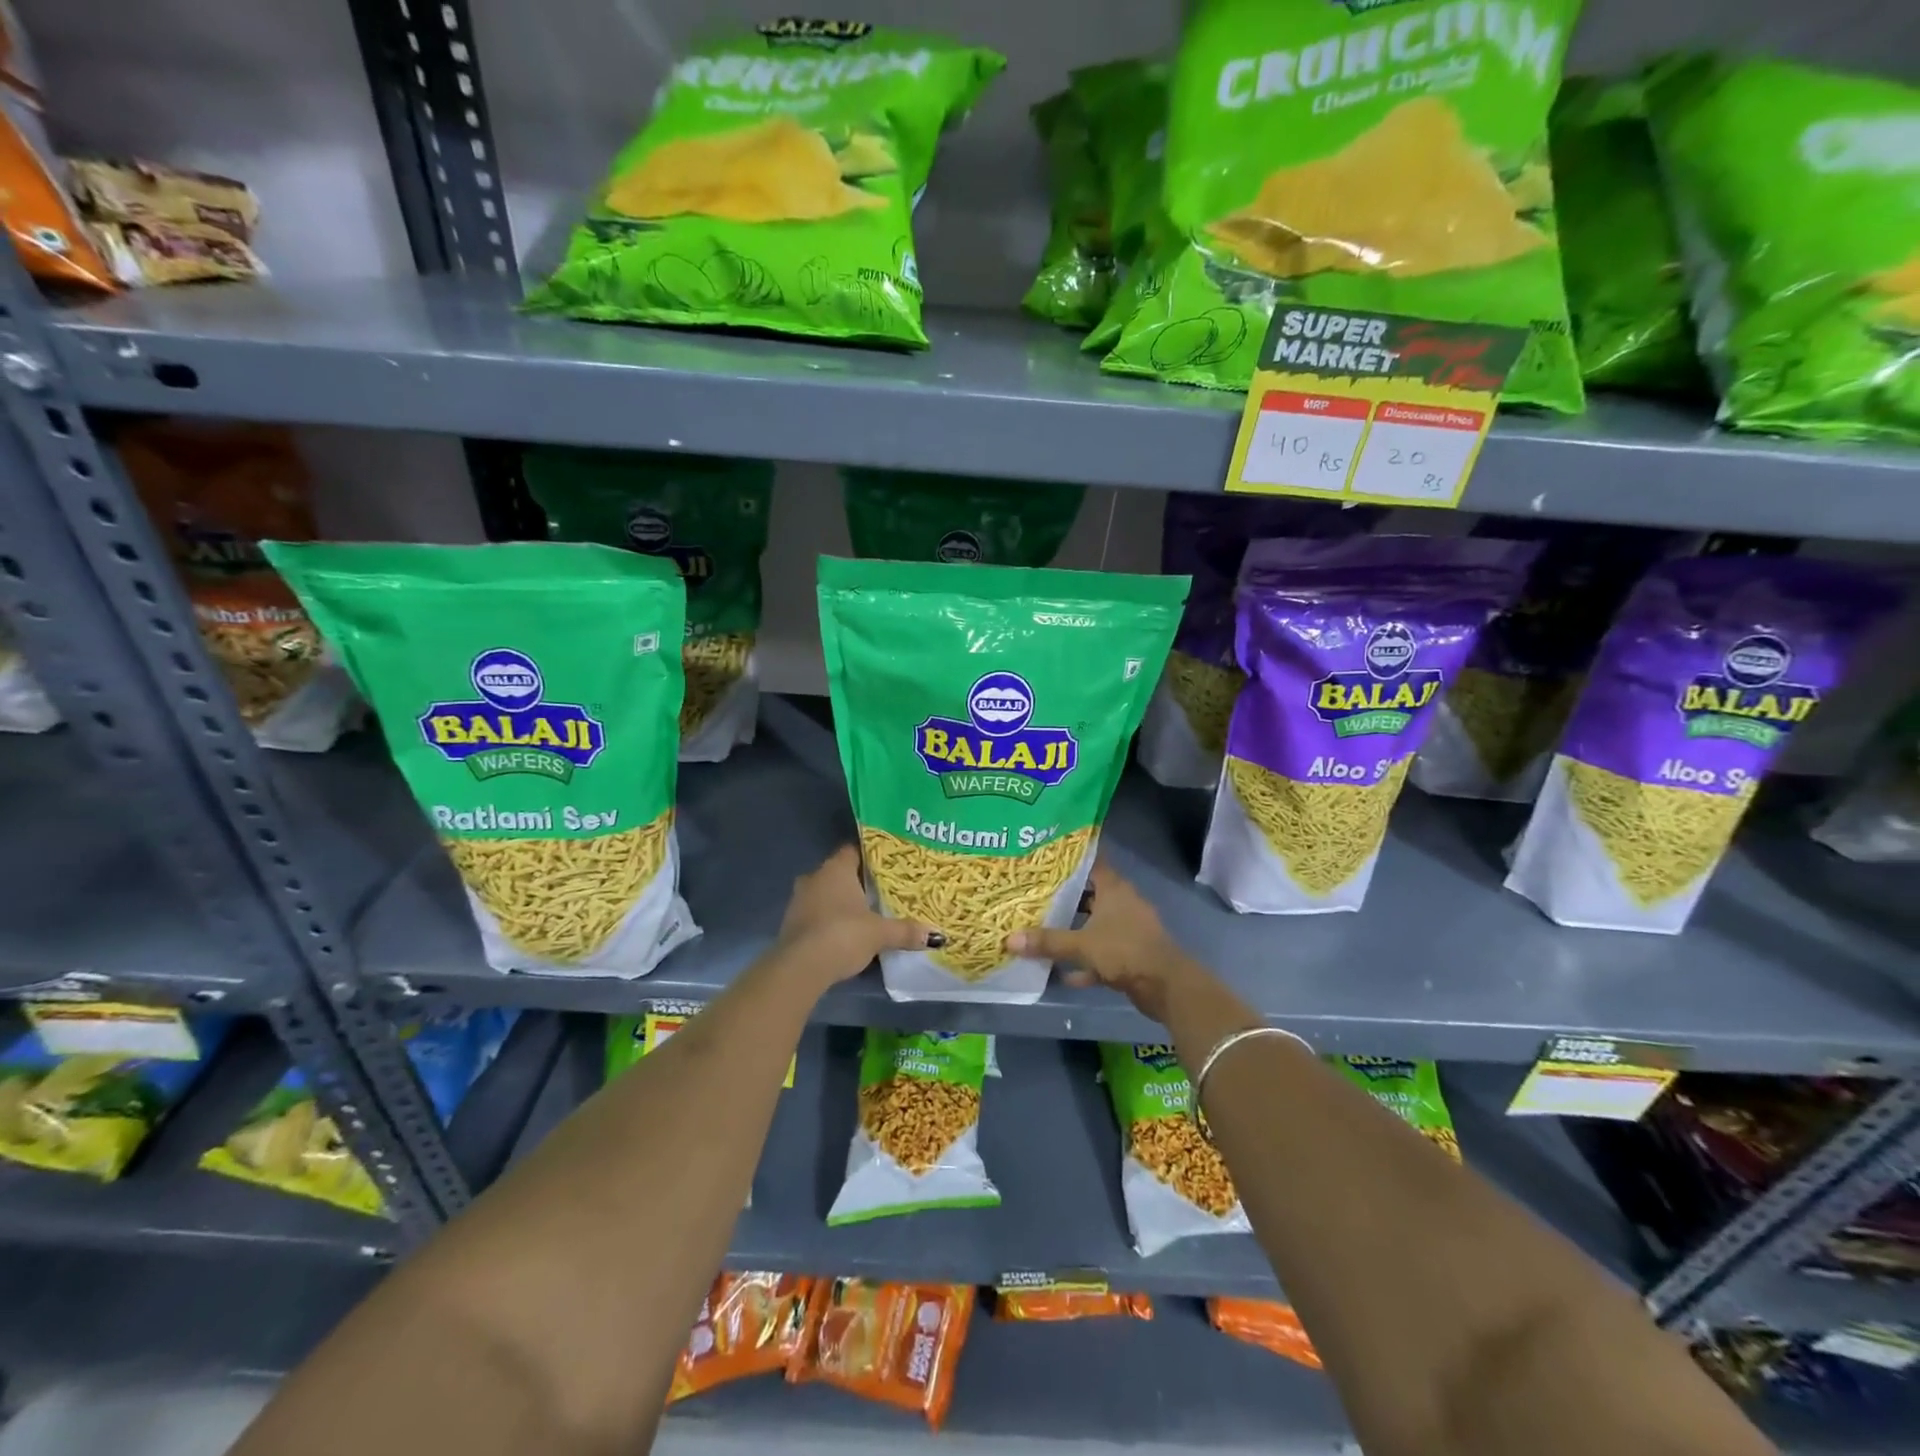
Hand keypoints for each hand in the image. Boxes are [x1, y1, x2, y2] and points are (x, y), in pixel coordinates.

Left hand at [775, 845, 935, 985]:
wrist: (801, 967)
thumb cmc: (843, 935)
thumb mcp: (880, 933)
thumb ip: (906, 931)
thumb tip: (937, 935)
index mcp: (836, 868)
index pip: (854, 850)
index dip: (871, 856)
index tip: (888, 865)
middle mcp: (814, 877)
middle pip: (840, 873)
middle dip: (857, 882)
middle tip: (881, 891)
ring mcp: (799, 900)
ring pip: (826, 893)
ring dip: (841, 902)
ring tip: (866, 913)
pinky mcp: (791, 923)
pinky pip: (816, 913)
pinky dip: (829, 920)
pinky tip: (845, 933)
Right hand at [1005, 859, 1205, 1024]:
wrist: (1166, 986)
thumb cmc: (1124, 950)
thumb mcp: (1082, 944)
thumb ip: (1048, 941)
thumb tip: (1009, 939)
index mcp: (1114, 889)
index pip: (1092, 863)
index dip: (1071, 860)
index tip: (1047, 858)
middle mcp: (1123, 903)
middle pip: (1090, 894)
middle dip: (1065, 897)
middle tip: (1036, 894)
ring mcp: (1129, 929)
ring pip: (1096, 924)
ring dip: (1075, 931)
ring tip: (1044, 931)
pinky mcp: (1132, 954)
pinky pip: (1103, 953)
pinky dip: (1086, 962)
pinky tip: (1064, 975)